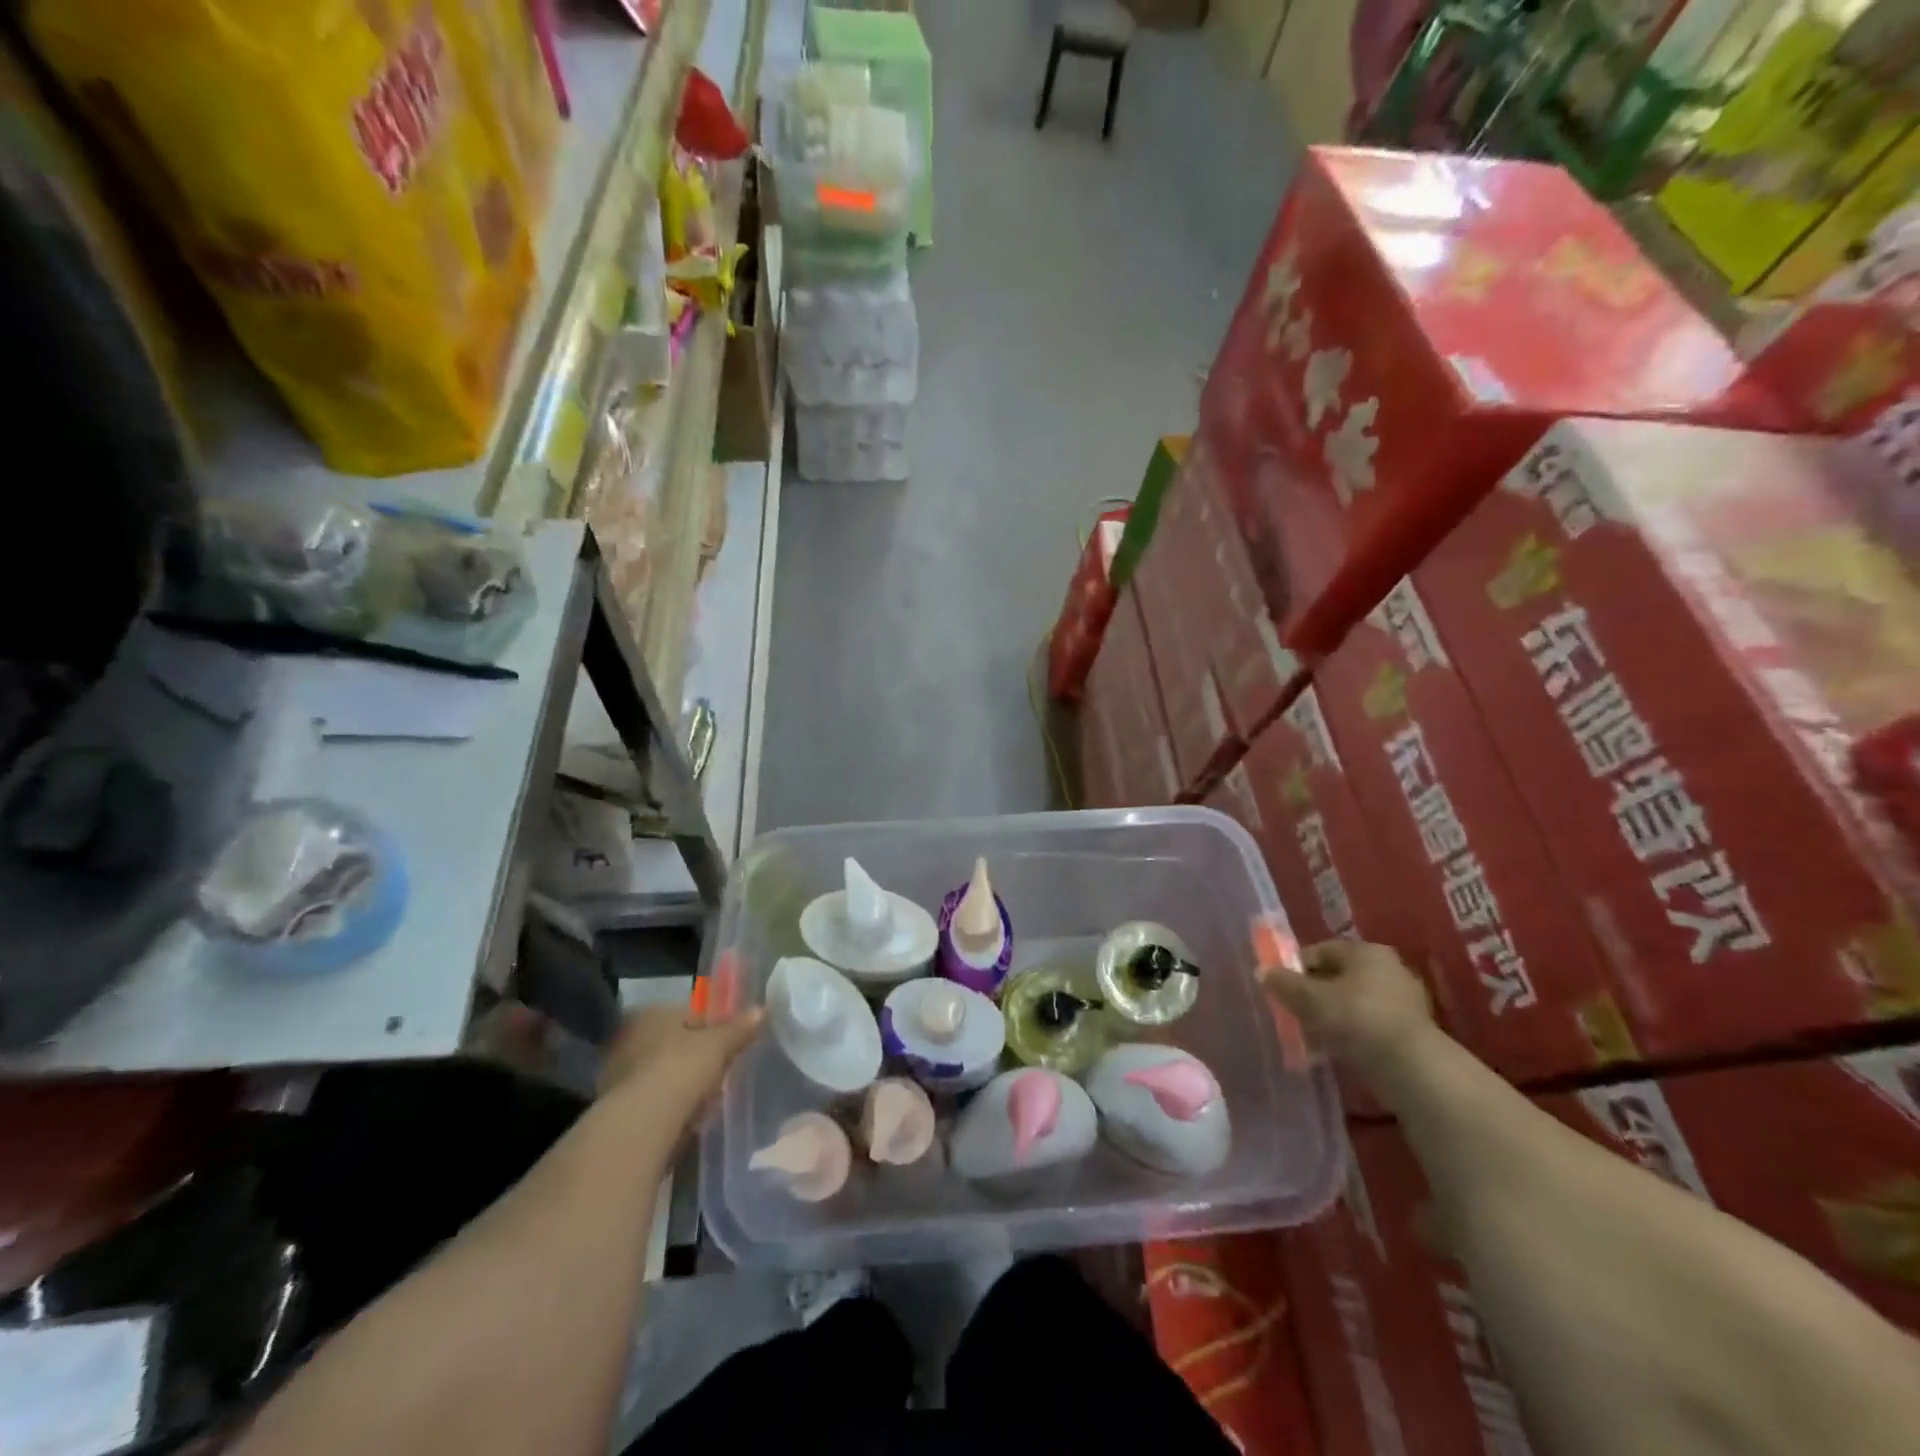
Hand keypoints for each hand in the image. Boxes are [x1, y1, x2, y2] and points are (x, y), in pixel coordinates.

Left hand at [599, 1004, 763, 1131]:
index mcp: (649, 1014)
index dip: (712, 1027)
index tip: (728, 1044)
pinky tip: (688, 1119)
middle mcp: (628, 1039)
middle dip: (695, 1057)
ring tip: (707, 1099)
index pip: (687, 1014)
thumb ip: (739, 1028)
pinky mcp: (618, 1109)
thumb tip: (762, 1010)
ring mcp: (618, 1075)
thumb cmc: (680, 1069)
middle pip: (674, 1044)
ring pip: (663, 1074)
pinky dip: (671, 1107)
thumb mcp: (718, 1044)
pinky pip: (654, 1101)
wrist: (642, 1125)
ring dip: (683, 1084)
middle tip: (720, 1071)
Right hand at [1259, 939, 1432, 1071]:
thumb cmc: (1357, 1020)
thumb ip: (1283, 984)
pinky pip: (1369, 1025)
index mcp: (1366, 951)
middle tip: (1295, 1015)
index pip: (1320, 951)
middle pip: (1337, 977)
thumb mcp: (1309, 999)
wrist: (1412, 1069)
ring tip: (1313, 1038)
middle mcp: (1388, 968)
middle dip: (1313, 995)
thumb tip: (1262, 972)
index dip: (1295, 969)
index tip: (1281, 991)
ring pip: (1352, 1003)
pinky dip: (1351, 1034)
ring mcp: (1404, 1000)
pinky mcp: (1411, 1031)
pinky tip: (1338, 1051)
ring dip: (1331, 1017)